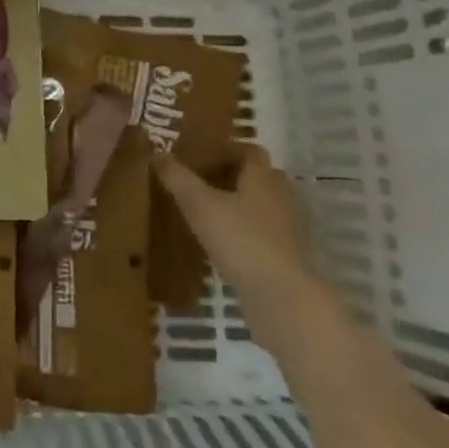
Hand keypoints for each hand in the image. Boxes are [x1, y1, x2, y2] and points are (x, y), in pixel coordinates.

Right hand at [154, 147, 318, 314]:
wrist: (282, 297)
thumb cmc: (240, 239)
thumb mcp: (199, 205)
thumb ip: (178, 178)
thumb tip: (158, 153)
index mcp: (262, 176)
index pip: (249, 150)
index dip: (226, 150)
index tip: (201, 157)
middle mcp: (281, 195)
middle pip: (259, 176)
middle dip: (233, 177)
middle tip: (201, 183)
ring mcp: (290, 227)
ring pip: (263, 205)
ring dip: (241, 206)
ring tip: (210, 214)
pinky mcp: (290, 255)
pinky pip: (266, 233)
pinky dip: (248, 232)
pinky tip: (226, 245)